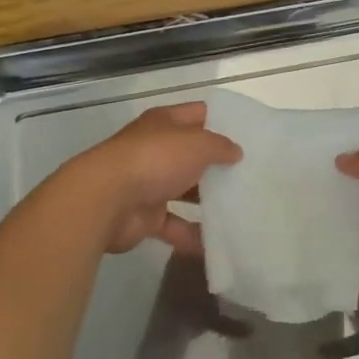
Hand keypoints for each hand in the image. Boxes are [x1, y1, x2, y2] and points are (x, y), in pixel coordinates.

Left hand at [70, 102, 240, 255]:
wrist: (106, 200)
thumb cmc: (155, 159)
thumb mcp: (197, 144)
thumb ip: (220, 146)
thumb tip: (235, 152)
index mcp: (165, 123)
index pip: (198, 114)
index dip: (222, 121)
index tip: (250, 135)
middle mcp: (156, 149)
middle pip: (192, 154)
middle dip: (218, 165)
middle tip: (251, 176)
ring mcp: (149, 183)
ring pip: (185, 191)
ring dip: (207, 201)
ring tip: (241, 210)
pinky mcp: (145, 216)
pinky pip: (175, 226)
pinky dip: (193, 236)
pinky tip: (218, 244)